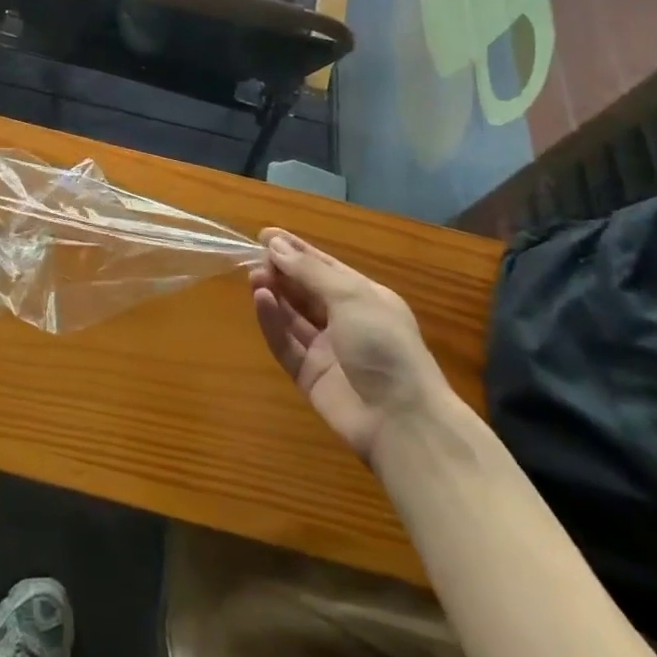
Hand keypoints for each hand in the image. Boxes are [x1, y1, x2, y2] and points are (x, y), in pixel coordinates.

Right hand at [250, 229, 453, 466]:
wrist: (402, 422)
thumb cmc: (384, 346)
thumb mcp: (351, 297)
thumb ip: (310, 271)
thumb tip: (275, 245)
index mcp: (364, 298)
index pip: (324, 267)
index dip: (295, 250)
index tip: (264, 234)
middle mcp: (345, 321)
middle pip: (306, 290)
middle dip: (281, 272)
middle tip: (254, 258)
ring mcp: (327, 350)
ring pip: (292, 316)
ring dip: (274, 294)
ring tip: (254, 277)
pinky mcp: (309, 376)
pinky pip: (285, 343)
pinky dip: (272, 322)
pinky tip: (261, 301)